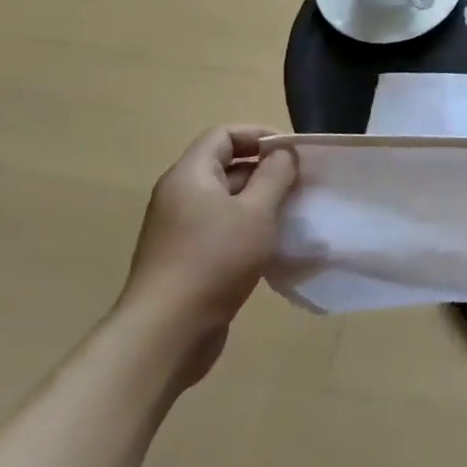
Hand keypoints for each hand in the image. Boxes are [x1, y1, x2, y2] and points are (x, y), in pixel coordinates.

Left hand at [118, 126, 299, 383]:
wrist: (167, 331)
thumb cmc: (214, 260)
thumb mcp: (256, 212)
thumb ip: (274, 175)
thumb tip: (283, 154)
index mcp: (189, 176)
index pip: (224, 135)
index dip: (260, 135)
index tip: (293, 153)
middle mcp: (179, 195)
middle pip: (225, 165)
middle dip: (265, 169)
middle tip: (300, 183)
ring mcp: (180, 228)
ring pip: (226, 199)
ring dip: (260, 200)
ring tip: (291, 213)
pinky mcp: (186, 256)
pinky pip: (221, 226)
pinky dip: (248, 226)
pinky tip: (272, 244)